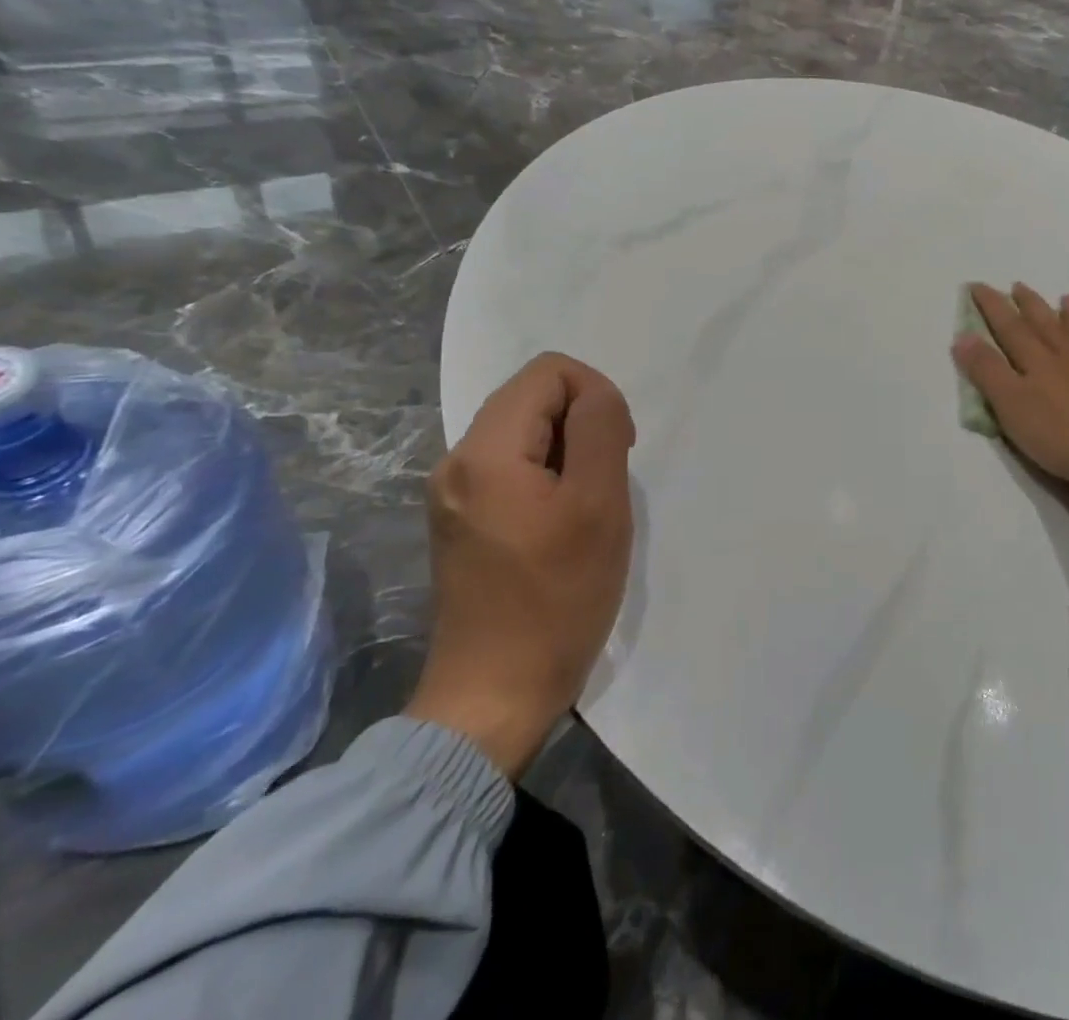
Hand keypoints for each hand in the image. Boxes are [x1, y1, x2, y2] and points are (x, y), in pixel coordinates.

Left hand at [405, 353, 636, 778]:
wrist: (494, 696)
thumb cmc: (557, 598)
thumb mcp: (599, 504)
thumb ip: (600, 429)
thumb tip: (595, 396)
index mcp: (485, 451)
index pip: (549, 372)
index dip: (596, 394)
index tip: (617, 449)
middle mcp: (456, 461)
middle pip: (531, 398)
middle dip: (582, 423)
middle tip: (608, 479)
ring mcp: (451, 493)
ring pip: (523, 433)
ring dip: (567, 453)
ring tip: (587, 506)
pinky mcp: (459, 520)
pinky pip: (510, 467)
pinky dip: (547, 476)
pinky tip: (562, 523)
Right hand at [953, 282, 1068, 531]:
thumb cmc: (1060, 434)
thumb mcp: (1011, 406)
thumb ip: (987, 371)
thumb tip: (963, 335)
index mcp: (1038, 363)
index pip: (1010, 328)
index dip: (993, 307)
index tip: (978, 285)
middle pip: (1046, 326)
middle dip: (1029, 305)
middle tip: (1019, 285)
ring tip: (1068, 299)